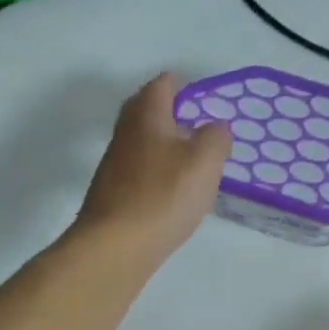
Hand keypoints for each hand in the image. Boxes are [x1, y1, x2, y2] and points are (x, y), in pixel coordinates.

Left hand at [75, 74, 232, 269]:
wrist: (115, 246)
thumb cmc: (164, 196)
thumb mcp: (205, 162)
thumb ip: (216, 138)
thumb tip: (215, 128)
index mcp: (147, 114)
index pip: (164, 83)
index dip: (186, 87)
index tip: (206, 103)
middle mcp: (125, 132)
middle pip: (148, 110)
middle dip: (172, 115)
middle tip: (200, 132)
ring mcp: (114, 164)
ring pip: (143, 143)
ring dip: (165, 147)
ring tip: (192, 166)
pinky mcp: (112, 193)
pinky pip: (138, 172)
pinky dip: (156, 174)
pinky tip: (172, 195)